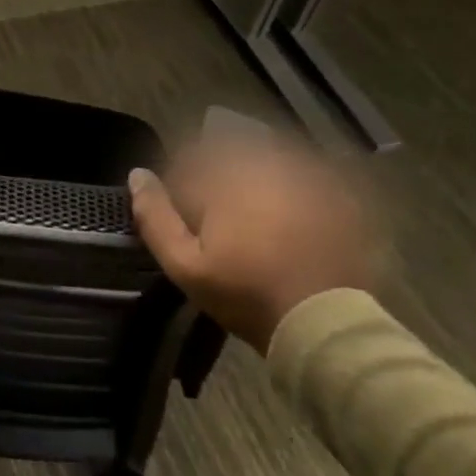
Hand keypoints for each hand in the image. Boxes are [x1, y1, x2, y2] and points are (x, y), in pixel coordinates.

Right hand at [129, 132, 378, 352]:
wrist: (325, 324)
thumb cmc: (246, 295)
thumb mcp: (184, 265)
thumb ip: (155, 216)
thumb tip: (137, 174)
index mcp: (226, 177)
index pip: (190, 157)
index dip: (180, 181)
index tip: (182, 212)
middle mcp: (267, 165)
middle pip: (230, 151)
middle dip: (217, 175)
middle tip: (217, 217)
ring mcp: (307, 178)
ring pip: (268, 157)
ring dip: (252, 175)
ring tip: (251, 216)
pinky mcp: (337, 196)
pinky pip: (307, 172)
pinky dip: (291, 184)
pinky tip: (288, 215)